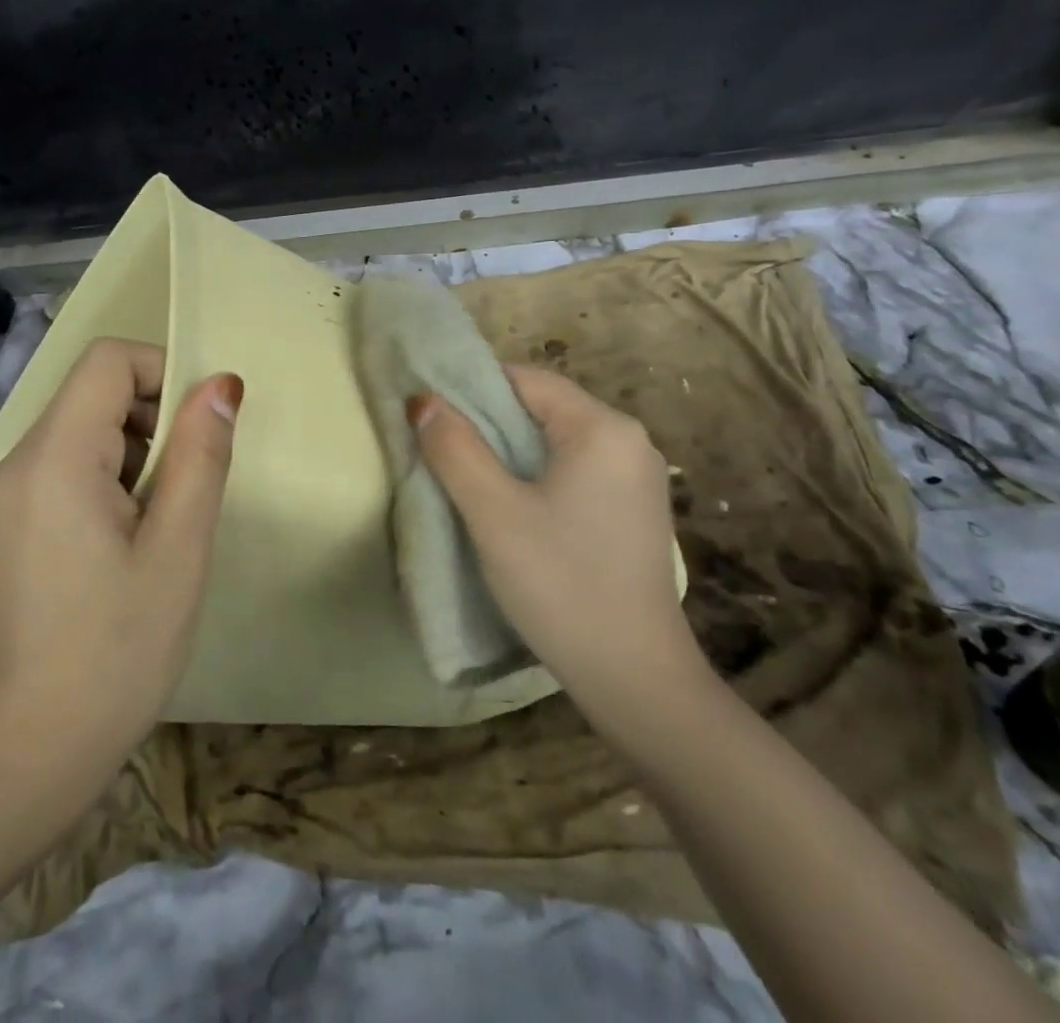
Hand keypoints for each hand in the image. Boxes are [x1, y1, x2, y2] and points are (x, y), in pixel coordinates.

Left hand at [0, 338, 241, 806]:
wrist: (25, 756)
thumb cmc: (115, 652)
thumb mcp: (178, 549)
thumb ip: (200, 455)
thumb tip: (221, 384)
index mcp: (55, 458)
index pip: (109, 360)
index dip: (164, 373)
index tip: (200, 431)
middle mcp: (20, 462)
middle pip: (95, 392)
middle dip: (154, 418)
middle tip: (186, 488)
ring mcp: (8, 496)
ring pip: (84, 430)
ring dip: (136, 452)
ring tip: (160, 524)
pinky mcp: (10, 525)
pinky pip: (67, 468)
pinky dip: (110, 479)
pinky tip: (129, 542)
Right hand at [409, 365, 707, 730]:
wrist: (635, 679)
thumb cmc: (561, 584)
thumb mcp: (493, 512)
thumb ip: (455, 448)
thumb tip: (423, 400)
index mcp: (602, 428)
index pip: (526, 380)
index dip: (472, 389)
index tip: (431, 415)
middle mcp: (628, 441)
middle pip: (542, 409)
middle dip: (488, 424)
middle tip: (440, 449)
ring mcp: (636, 478)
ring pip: (555, 443)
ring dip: (508, 453)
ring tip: (466, 478)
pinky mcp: (633, 510)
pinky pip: (574, 472)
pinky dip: (536, 477)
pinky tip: (511, 507)